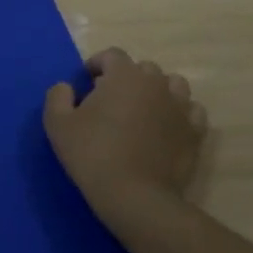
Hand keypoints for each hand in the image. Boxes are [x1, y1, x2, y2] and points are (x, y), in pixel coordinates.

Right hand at [43, 48, 201, 226]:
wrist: (135, 197)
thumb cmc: (93, 154)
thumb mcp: (58, 124)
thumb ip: (57, 97)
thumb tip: (66, 87)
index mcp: (124, 75)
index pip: (112, 55)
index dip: (98, 64)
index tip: (87, 81)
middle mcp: (155, 83)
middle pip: (143, 68)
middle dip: (127, 78)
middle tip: (112, 101)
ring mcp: (180, 107)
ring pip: (173, 85)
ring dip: (157, 91)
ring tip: (143, 110)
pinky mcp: (195, 133)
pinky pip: (191, 111)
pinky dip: (180, 113)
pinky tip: (167, 126)